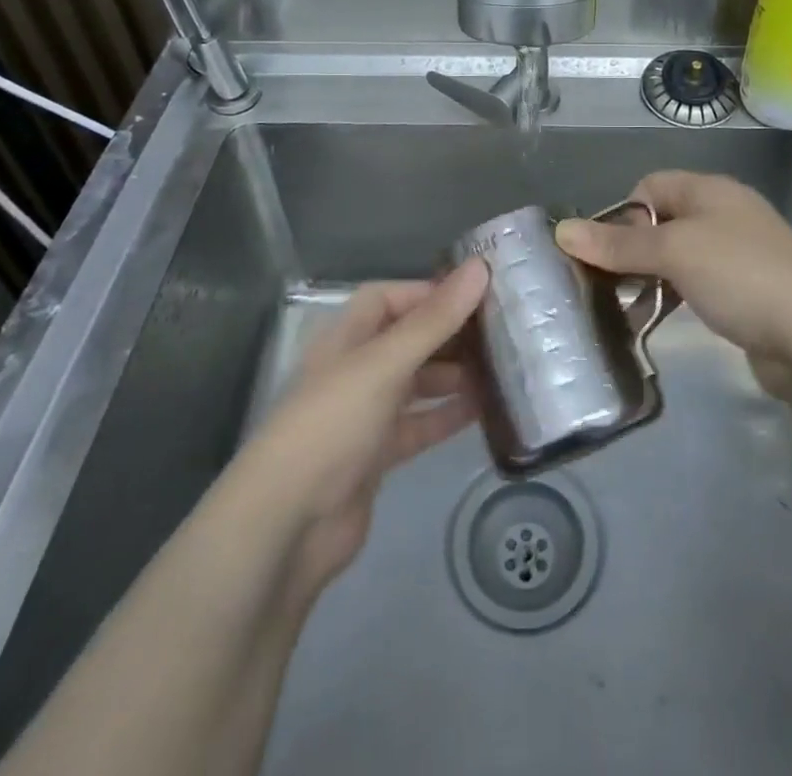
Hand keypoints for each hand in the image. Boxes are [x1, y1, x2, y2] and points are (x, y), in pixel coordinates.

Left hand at [234, 259, 486, 602]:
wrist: (288, 524)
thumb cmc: (333, 423)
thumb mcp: (385, 363)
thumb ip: (435, 319)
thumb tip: (480, 267)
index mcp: (348, 337)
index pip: (389, 298)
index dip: (429, 292)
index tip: (478, 294)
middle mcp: (356, 369)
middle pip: (408, 339)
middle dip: (450, 334)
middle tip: (503, 331)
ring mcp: (367, 413)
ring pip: (418, 382)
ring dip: (455, 375)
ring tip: (503, 368)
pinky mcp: (378, 454)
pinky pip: (421, 424)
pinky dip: (448, 415)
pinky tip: (486, 410)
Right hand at [556, 172, 791, 390]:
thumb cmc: (739, 274)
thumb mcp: (673, 252)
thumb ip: (618, 243)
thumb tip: (561, 230)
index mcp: (709, 191)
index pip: (650, 186)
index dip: (623, 213)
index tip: (606, 251)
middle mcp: (725, 214)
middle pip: (663, 222)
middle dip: (632, 249)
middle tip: (608, 284)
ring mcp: (740, 254)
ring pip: (680, 257)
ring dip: (652, 278)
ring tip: (628, 309)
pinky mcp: (749, 291)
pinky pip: (700, 285)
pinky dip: (677, 298)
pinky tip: (662, 322)